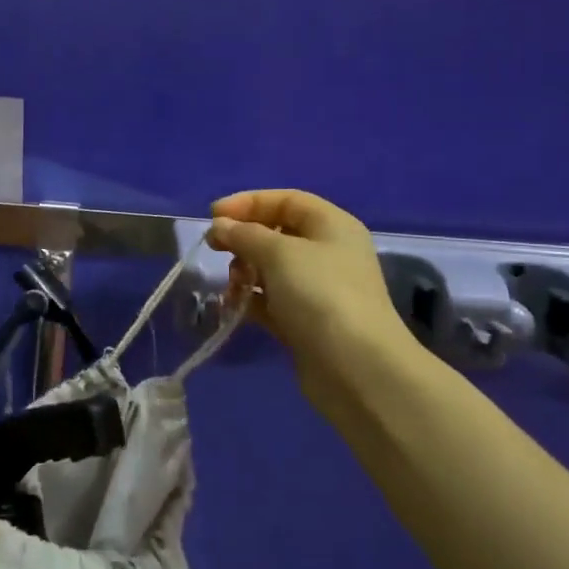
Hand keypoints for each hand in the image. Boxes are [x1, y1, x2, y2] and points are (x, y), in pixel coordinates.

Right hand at [208, 189, 422, 422]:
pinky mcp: (306, 322)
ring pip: (272, 269)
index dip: (249, 202)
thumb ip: (245, 234)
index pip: (286, 200)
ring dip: (245, 271)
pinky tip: (232, 308)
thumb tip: (220, 226)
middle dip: (244, 239)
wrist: (355, 367)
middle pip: (277, 234)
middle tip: (215, 249)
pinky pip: (272, 301)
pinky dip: (251, 301)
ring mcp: (318, 290)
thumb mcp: (279, 253)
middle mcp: (328, 252)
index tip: (213, 215)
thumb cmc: (320, 295)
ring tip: (232, 285)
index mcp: (331, 225)